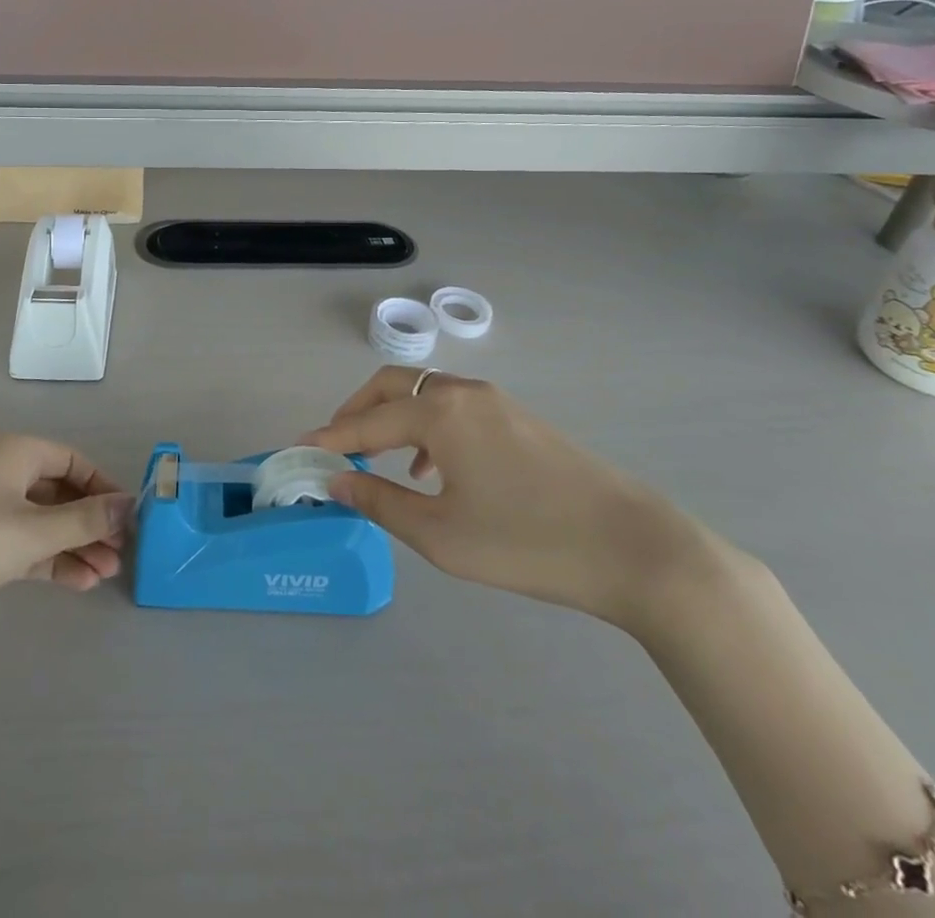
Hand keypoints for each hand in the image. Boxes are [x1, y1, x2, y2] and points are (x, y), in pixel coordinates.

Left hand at [0, 436, 134, 609]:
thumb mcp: (33, 531)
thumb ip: (85, 520)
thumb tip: (128, 505)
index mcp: (15, 450)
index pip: (74, 460)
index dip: (103, 488)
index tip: (126, 520)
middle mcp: (0, 466)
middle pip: (58, 491)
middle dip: (89, 524)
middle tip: (118, 557)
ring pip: (39, 518)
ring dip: (71, 544)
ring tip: (101, 577)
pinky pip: (17, 536)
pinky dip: (43, 554)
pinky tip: (72, 582)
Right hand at [304, 369, 711, 628]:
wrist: (635, 548)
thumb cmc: (527, 542)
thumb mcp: (441, 535)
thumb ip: (381, 503)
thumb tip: (336, 482)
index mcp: (439, 412)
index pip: (367, 421)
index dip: (330, 438)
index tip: (299, 452)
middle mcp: (462, 393)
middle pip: (393, 385)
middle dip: (357, 410)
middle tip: (335, 444)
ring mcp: (496, 402)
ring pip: (426, 394)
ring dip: (393, 417)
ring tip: (377, 458)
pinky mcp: (520, 419)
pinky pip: (455, 409)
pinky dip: (427, 426)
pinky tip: (434, 470)